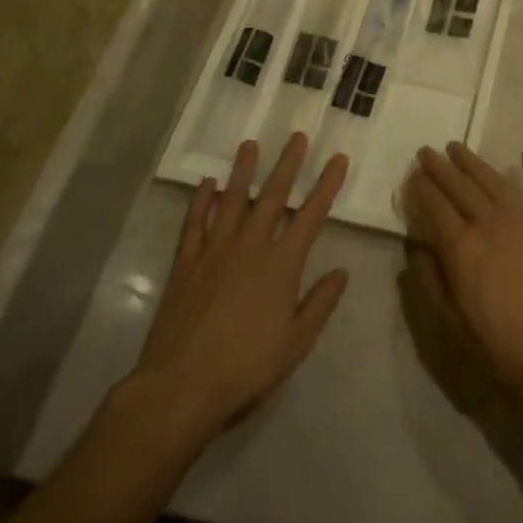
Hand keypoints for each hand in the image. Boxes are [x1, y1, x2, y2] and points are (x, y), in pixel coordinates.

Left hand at [122, 135, 349, 442]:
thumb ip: (321, 303)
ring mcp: (215, 251)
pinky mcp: (186, 263)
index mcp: (282, 264)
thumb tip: (341, 272)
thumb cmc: (247, 367)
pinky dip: (201, 201)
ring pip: (232, 200)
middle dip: (288, 164)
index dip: (327, 185)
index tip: (338, 158)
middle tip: (297, 136)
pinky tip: (207, 183)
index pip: (312, 215)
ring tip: (250, 145)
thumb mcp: (297, 342)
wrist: (181, 386)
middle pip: (272, 196)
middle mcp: (250, 247)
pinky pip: (194, 223)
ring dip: (243, 171)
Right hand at [404, 143, 522, 420]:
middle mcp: (493, 225)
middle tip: (427, 151)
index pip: (435, 208)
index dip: (421, 189)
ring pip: (495, 182)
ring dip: (475, 163)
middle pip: (461, 188)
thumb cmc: (507, 351)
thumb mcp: (455, 328)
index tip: (411, 174)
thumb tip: (417, 250)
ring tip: (458, 147)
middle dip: (441, 168)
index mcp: (464, 249)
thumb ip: (432, 284)